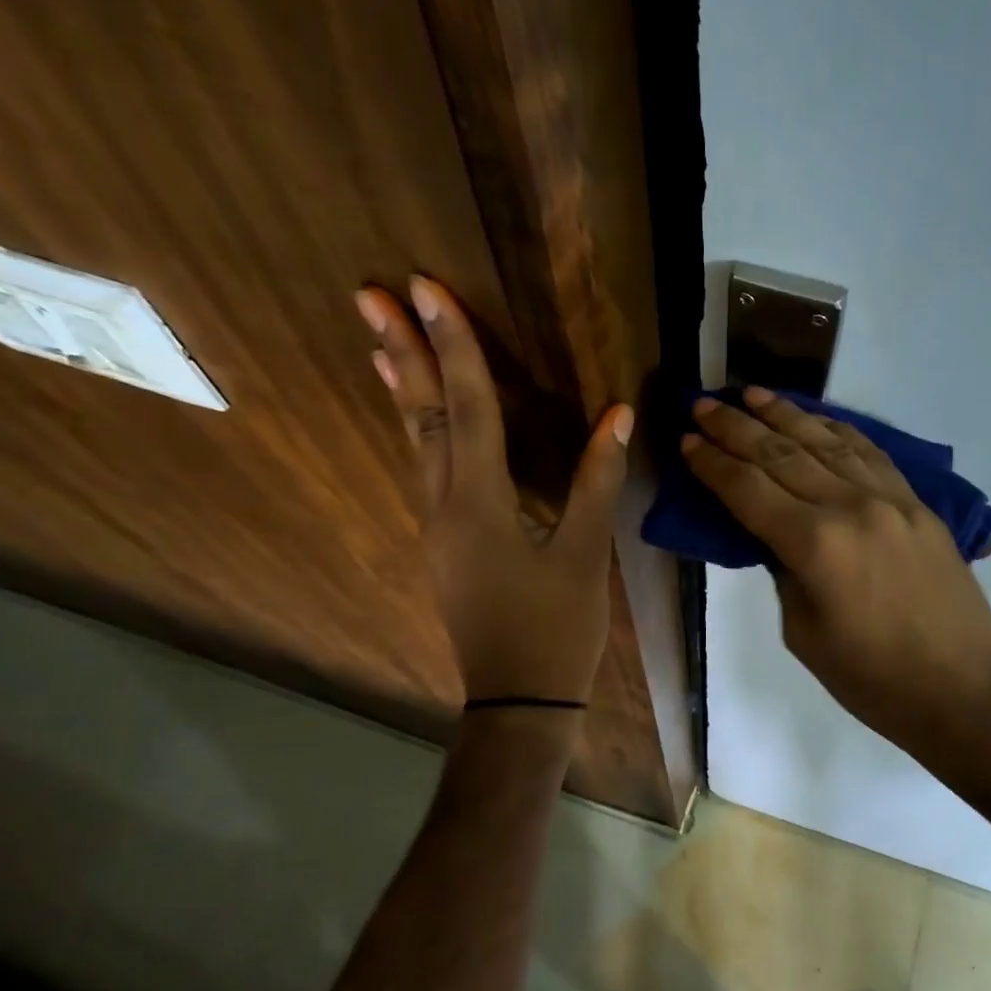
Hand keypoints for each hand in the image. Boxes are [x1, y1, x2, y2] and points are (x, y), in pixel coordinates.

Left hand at [357, 277, 632, 704]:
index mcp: (480, 503)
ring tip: (384, 340)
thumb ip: (598, 480)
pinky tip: (421, 415)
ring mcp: (437, 525)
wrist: (519, 700)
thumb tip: (618, 414)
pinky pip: (425, 468)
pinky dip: (421, 428)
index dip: (454, 345)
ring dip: (405, 387)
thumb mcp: (586, 554)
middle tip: (372, 294)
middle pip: (424, 416)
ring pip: (416, 442)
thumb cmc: (557, 628)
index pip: (467, 407)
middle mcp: (444, 505)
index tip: (427, 290)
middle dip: (403, 351)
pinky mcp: (444, 542)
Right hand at [681, 389, 990, 754]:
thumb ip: (784, 571)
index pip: (749, 490)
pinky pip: (870, 453)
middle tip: (703, 405)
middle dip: (736, 427)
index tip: (687, 442)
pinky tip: (817, 418)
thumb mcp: (804, 633)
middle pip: (781, 455)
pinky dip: (838, 429)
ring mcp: (889, 499)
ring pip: (826, 442)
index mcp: (815, 545)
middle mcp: (850, 506)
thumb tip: (774, 534)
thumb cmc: (872, 679)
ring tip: (753, 394)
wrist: (962, 688)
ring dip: (785, 414)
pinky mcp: (917, 503)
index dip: (713, 464)